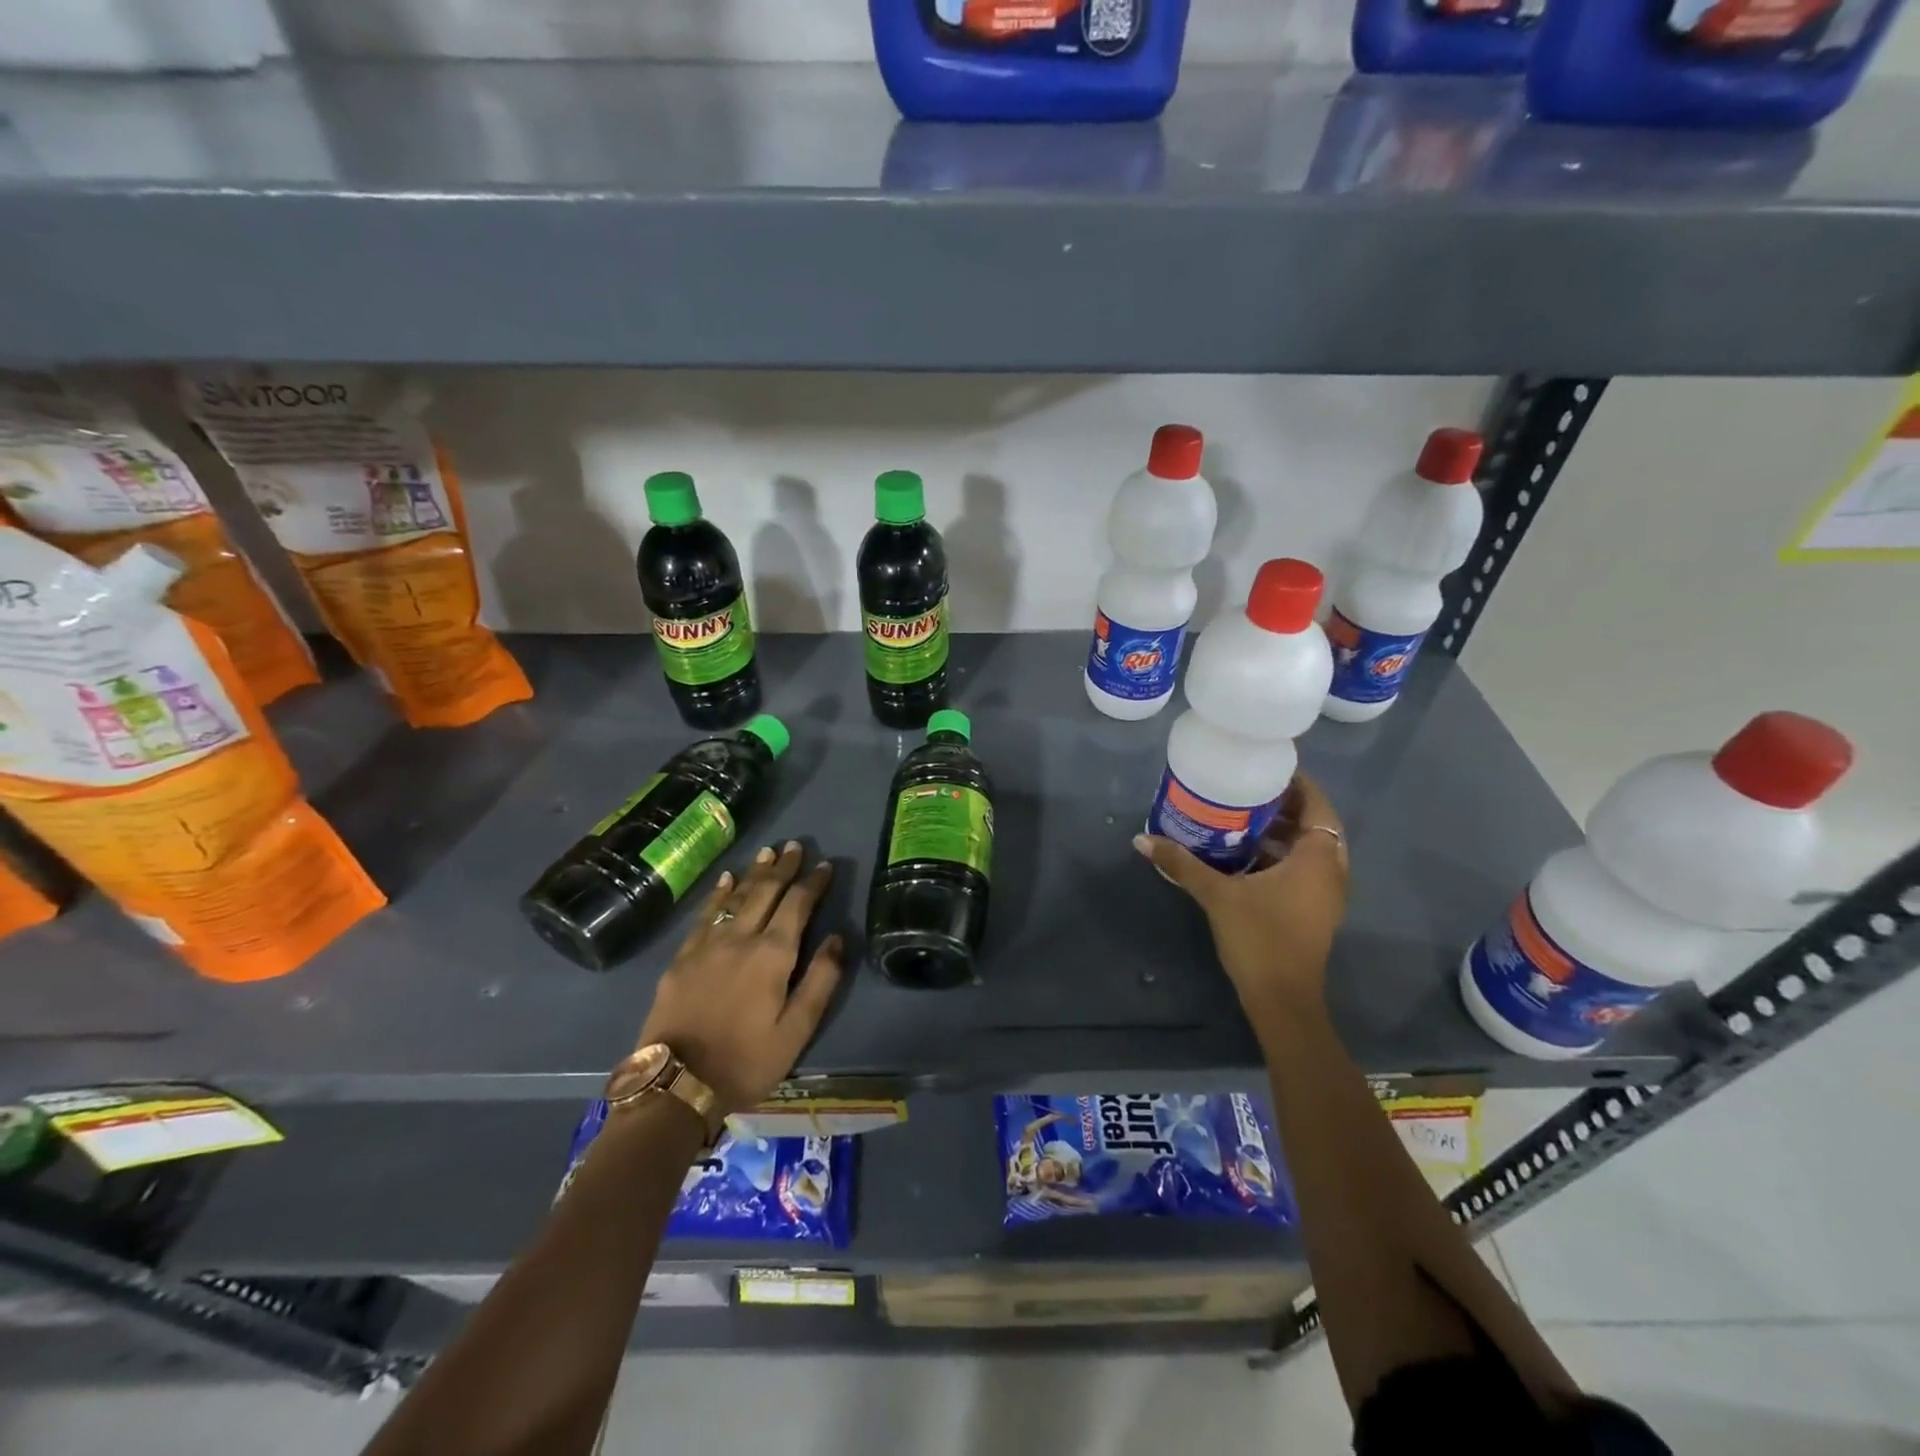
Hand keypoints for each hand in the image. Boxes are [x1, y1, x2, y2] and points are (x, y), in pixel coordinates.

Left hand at [637, 841, 843, 1115]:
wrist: (676, 1084)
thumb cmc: (746, 1061)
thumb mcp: (796, 1030)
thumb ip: (821, 981)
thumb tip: (837, 938)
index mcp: (773, 955)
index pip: (798, 905)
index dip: (813, 883)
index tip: (825, 866)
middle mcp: (741, 938)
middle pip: (766, 892)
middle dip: (783, 867)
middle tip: (795, 846)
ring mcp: (707, 945)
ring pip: (735, 897)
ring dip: (754, 873)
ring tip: (767, 852)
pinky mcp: (682, 957)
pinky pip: (704, 914)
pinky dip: (717, 893)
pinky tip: (725, 880)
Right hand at [1134, 773, 1349, 1017]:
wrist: (1282, 999)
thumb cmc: (1260, 938)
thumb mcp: (1217, 895)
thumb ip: (1182, 863)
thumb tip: (1141, 840)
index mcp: (1318, 858)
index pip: (1317, 804)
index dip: (1298, 783)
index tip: (1267, 767)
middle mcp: (1330, 870)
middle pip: (1314, 824)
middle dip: (1284, 805)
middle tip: (1247, 788)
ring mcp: (1325, 893)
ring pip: (1308, 848)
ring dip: (1281, 831)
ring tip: (1242, 815)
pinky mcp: (1313, 910)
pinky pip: (1303, 868)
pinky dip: (1281, 854)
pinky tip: (1245, 854)